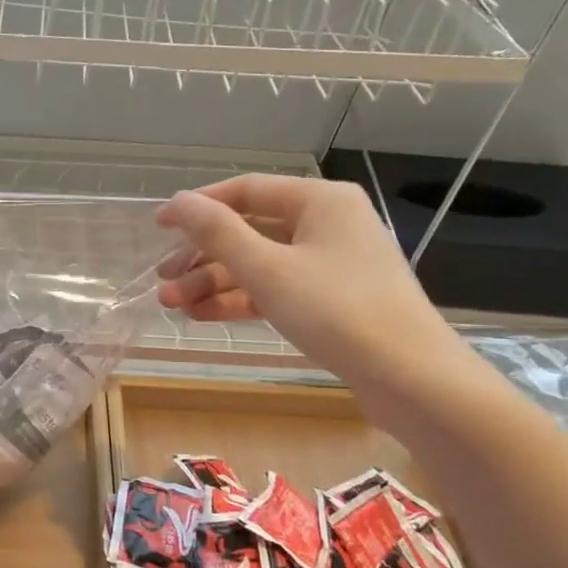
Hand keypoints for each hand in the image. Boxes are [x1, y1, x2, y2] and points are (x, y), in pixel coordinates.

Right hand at [156, 175, 476, 406]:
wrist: (409, 377)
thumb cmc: (336, 311)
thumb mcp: (267, 269)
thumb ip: (218, 232)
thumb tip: (178, 201)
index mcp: (319, 201)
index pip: (246, 190)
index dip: (198, 206)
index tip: (158, 226)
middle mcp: (327, 223)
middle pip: (250, 231)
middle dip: (202, 257)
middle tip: (163, 281)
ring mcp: (332, 263)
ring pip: (260, 263)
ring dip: (215, 283)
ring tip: (174, 306)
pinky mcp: (332, 299)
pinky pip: (276, 288)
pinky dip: (241, 300)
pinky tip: (204, 316)